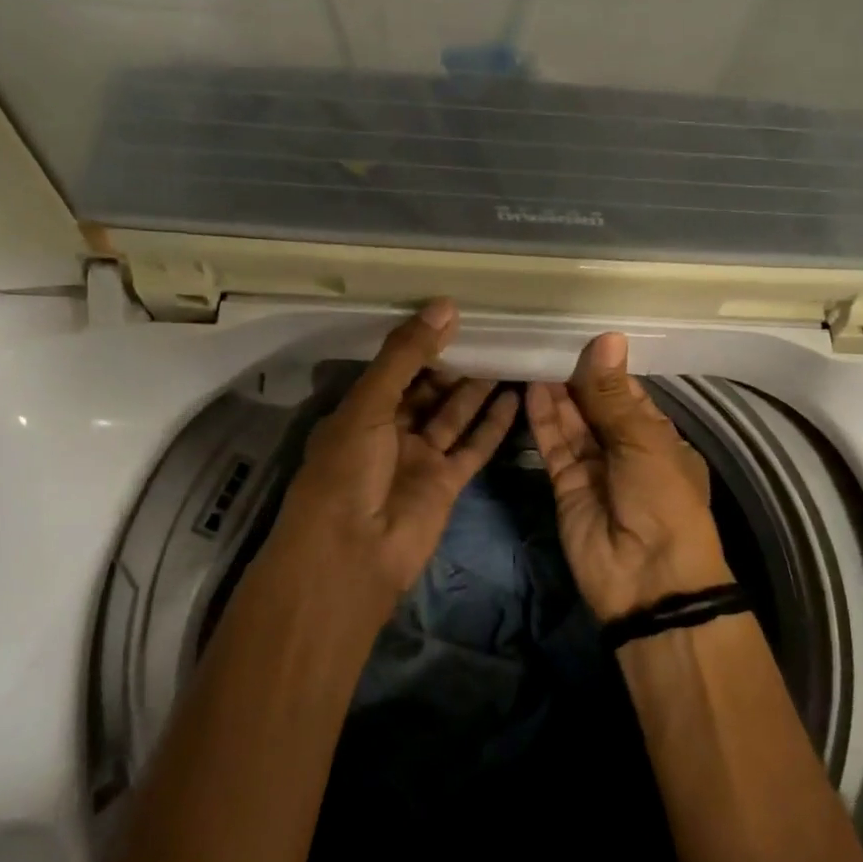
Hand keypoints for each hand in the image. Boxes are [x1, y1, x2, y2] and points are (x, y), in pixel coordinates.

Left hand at [263, 300, 516, 620]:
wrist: (353, 555)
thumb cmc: (347, 471)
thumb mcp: (369, 404)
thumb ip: (406, 356)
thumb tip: (445, 306)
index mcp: (360, 411)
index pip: (395, 369)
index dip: (422, 343)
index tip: (455, 315)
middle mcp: (390, 432)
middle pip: (427, 390)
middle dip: (453, 363)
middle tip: (489, 331)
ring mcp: (420, 458)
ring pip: (454, 415)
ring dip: (477, 389)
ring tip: (507, 354)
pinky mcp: (447, 483)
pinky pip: (473, 446)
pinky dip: (493, 425)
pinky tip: (515, 397)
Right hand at [525, 332, 732, 623]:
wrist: (649, 579)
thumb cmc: (663, 501)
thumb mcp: (644, 442)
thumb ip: (613, 395)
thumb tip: (606, 338)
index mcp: (658, 438)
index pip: (627, 394)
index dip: (605, 368)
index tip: (579, 335)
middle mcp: (625, 449)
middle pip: (595, 406)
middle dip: (575, 377)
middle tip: (547, 339)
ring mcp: (594, 468)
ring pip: (572, 424)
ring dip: (556, 393)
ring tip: (533, 356)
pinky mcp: (565, 486)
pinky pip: (554, 446)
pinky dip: (543, 420)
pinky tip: (531, 389)